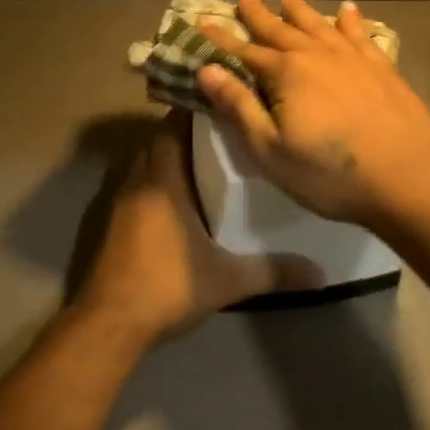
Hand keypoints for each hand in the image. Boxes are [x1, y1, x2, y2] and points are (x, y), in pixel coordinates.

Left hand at [72, 111, 323, 344]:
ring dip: (171, 158)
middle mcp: (137, 179)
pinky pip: (137, 185)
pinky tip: (181, 202)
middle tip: (226, 135)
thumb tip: (320, 273)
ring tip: (209, 163)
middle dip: (189, 134)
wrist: (109, 324)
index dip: (196, 110)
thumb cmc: (167, 286)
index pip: (174, 125)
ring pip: (147, 163)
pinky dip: (157, 182)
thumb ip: (273, 272)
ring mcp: (119, 201)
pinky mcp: (112, 222)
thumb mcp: (227, 280)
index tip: (225, 105)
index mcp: (162, 178)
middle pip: (161, 140)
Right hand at [197, 0, 429, 227]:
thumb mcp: (271, 149)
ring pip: (318, 25)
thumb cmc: (330, 173)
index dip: (222, 38)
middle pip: (281, 29)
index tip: (202, 21)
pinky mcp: (381, 67)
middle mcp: (316, 55)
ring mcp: (352, 58)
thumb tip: (208, 70)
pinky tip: (347, 10)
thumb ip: (239, 107)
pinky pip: (359, 34)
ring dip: (300, 10)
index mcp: (285, 74)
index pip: (245, 51)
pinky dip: (350, 20)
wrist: (408, 175)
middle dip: (260, 14)